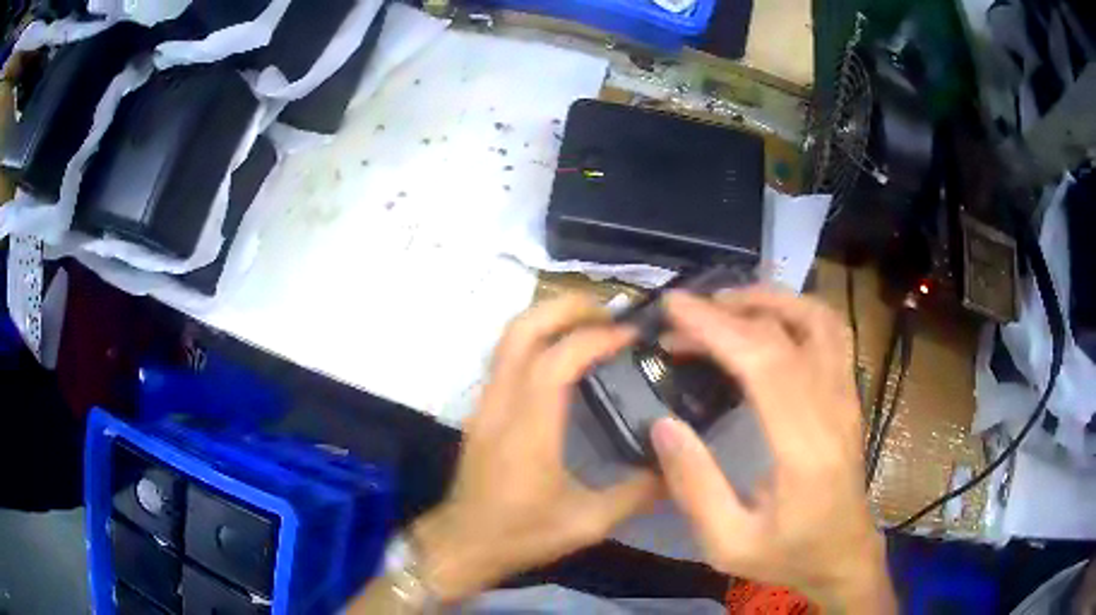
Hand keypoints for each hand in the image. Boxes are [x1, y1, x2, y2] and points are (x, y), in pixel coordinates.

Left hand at [411, 295, 658, 601]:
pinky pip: (506, 355)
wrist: (463, 544)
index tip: (631, 335)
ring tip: (591, 323)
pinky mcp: (481, 409)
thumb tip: (676, 467)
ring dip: (549, 317)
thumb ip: (637, 494)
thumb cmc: (521, 535)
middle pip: (522, 330)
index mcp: (529, 431)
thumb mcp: (588, 523)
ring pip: (508, 337)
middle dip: (566, 307)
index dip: (595, 338)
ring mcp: (485, 403)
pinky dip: (536, 337)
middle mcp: (501, 405)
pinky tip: (564, 353)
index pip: (557, 362)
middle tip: (609, 312)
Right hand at [652, 288, 894, 612]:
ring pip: (820, 320)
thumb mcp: (728, 543)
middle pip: (788, 333)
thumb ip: (695, 486)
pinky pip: (831, 333)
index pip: (765, 363)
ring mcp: (848, 398)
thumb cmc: (789, 555)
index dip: (717, 328)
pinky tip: (767, 321)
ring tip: (726, 304)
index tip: (674, 308)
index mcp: (804, 450)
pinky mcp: (850, 395)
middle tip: (684, 313)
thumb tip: (662, 424)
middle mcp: (834, 410)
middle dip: (730, 311)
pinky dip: (795, 312)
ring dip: (771, 299)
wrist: (845, 556)